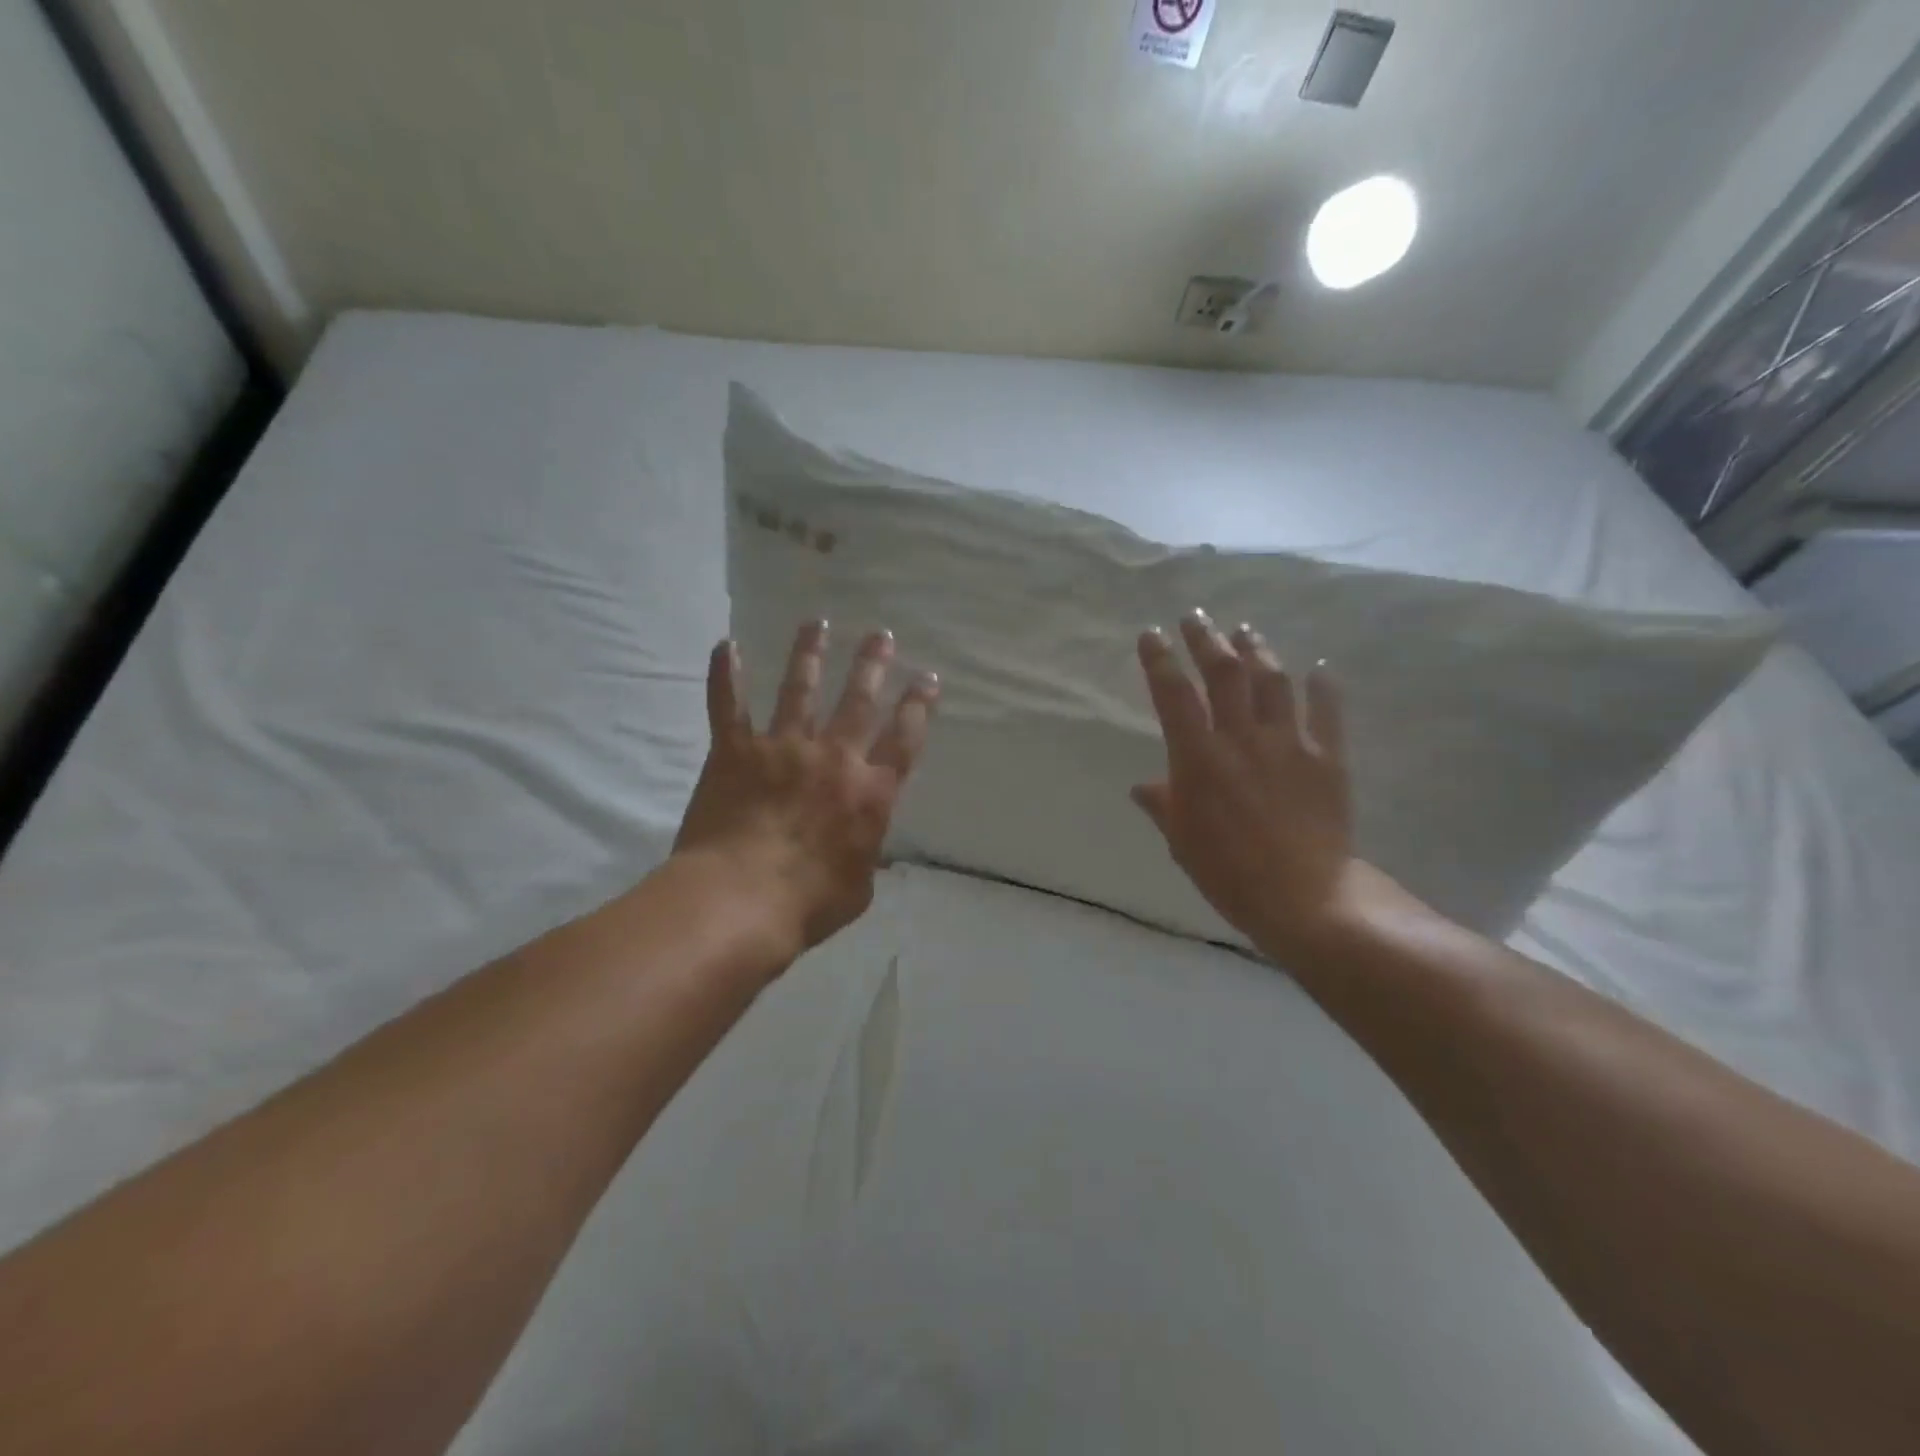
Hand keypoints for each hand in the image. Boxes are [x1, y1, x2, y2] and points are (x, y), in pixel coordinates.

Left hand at [674, 621, 939, 962]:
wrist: (739, 901)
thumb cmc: (807, 904)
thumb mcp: (858, 889)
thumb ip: (866, 857)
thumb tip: (869, 850)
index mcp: (870, 792)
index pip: (905, 738)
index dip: (919, 706)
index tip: (928, 678)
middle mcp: (833, 758)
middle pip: (858, 701)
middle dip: (872, 665)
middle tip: (880, 635)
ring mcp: (782, 749)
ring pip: (799, 690)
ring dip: (809, 654)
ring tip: (816, 623)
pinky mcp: (735, 752)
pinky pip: (729, 706)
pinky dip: (725, 675)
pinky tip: (725, 645)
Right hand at [1133, 610, 1393, 962]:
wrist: (1304, 897)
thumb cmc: (1228, 873)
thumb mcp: (1182, 842)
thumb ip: (1163, 805)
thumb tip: (1143, 787)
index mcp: (1198, 758)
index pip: (1173, 696)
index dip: (1159, 661)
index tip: (1151, 634)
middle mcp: (1241, 739)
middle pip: (1223, 674)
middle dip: (1206, 639)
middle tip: (1196, 617)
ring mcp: (1288, 743)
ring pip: (1272, 682)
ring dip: (1256, 651)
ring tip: (1245, 631)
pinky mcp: (1327, 758)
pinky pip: (1327, 712)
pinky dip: (1324, 687)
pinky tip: (1320, 668)